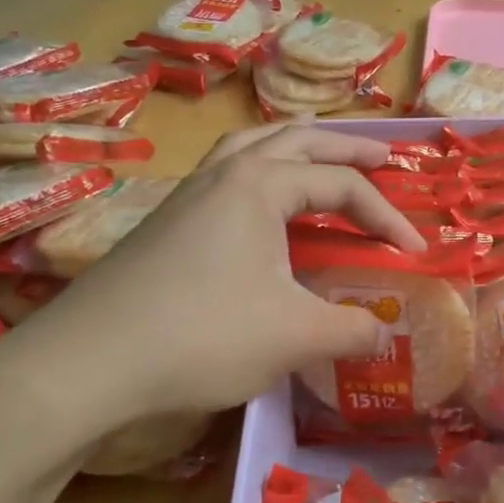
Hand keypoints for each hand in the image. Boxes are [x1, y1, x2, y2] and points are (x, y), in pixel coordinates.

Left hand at [0, 125, 424, 457]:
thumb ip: (352, 330)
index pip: (342, 185)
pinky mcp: (167, 221)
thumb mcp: (295, 336)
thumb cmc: (203, 336)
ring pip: (253, 146)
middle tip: (386, 157)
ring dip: (296, 147)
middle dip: (348, 147)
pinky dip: (259, 172)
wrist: (87, 363)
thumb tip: (385, 335)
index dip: (387, 215)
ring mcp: (189, 193)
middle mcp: (225, 172)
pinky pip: (227, 174)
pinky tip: (262, 206)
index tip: (416, 251)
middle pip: (299, 140)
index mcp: (261, 183)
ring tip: (322, 156)